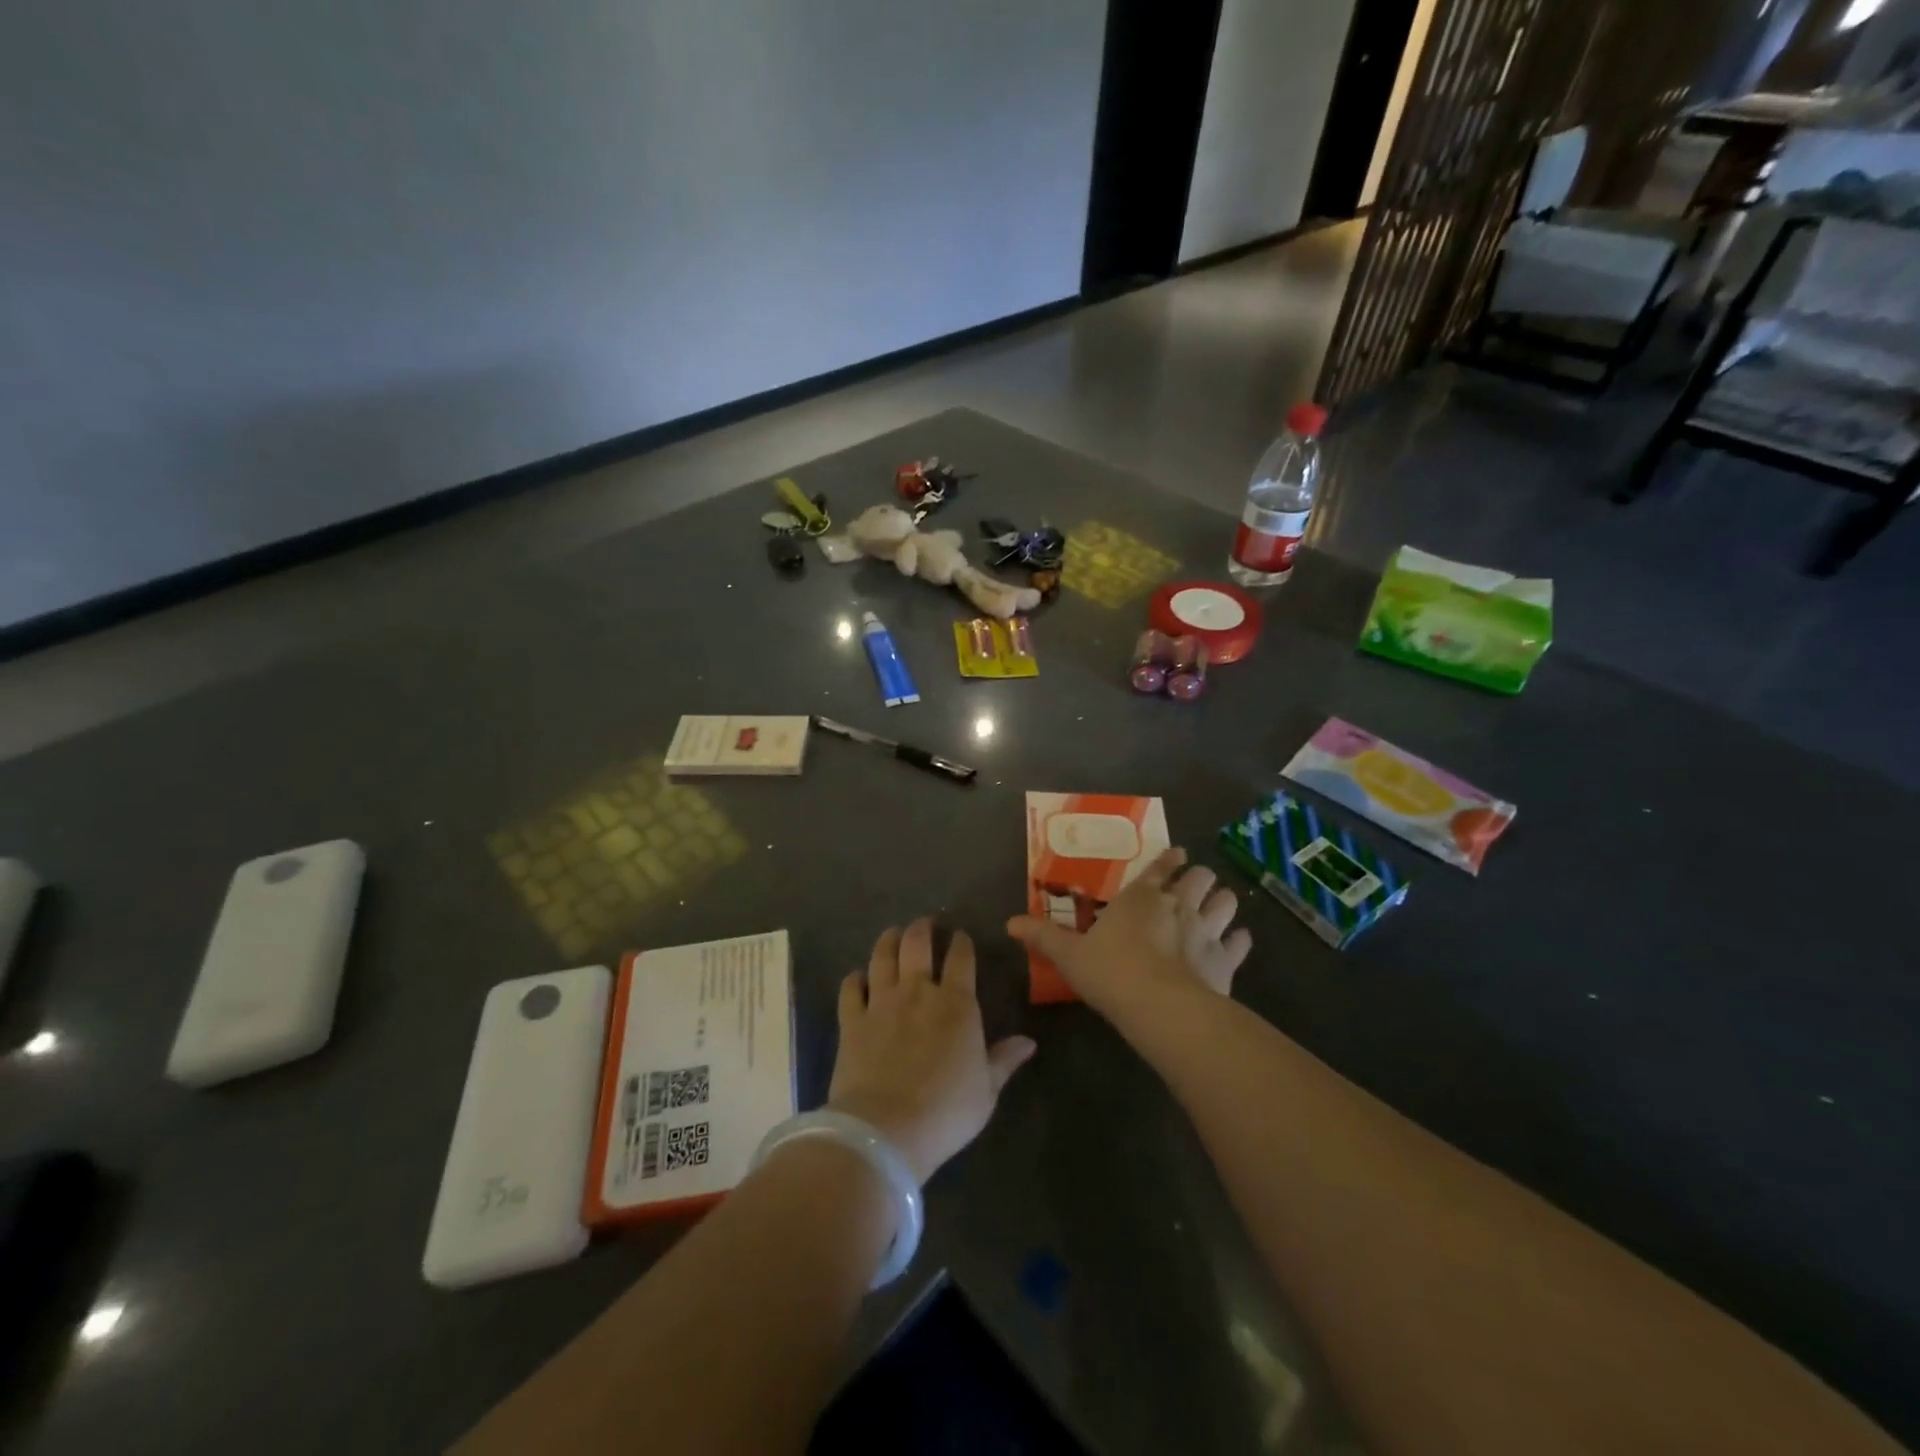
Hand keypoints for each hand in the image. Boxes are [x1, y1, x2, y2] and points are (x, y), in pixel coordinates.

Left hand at [826, 919, 1036, 1184]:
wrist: (885, 1130)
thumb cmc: (946, 1111)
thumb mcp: (986, 1090)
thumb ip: (1004, 1060)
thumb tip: (1029, 1042)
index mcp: (956, 1004)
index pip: (961, 958)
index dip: (961, 943)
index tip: (961, 937)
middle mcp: (918, 992)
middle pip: (917, 944)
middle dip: (922, 929)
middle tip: (924, 924)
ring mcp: (881, 1003)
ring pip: (882, 957)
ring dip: (888, 941)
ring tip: (892, 933)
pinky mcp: (852, 1021)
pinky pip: (850, 989)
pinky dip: (854, 979)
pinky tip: (857, 977)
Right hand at [1006, 848, 1250, 1022]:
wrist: (1159, 1007)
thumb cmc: (1110, 972)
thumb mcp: (1069, 954)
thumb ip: (1043, 936)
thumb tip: (1008, 922)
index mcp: (1140, 897)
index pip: (1160, 867)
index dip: (1170, 859)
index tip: (1178, 855)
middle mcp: (1177, 905)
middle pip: (1200, 878)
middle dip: (1200, 879)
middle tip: (1195, 886)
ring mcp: (1206, 930)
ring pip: (1226, 902)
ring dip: (1222, 903)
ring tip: (1219, 907)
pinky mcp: (1226, 959)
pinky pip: (1240, 942)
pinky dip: (1240, 940)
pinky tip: (1237, 942)